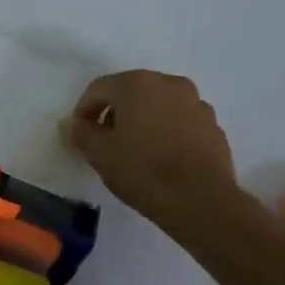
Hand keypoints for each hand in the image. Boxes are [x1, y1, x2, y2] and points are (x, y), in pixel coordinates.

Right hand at [62, 70, 240, 227]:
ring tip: (134, 149)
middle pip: (130, 92)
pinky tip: (160, 157)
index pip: (98, 89)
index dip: (83, 111)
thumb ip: (80, 132)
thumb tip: (70, 123)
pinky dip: (165, 131)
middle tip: (104, 140)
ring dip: (141, 120)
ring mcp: (196, 103)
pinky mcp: (213, 126)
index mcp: (137, 84)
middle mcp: (169, 84)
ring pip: (157, 105)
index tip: (79, 135)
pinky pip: (180, 121)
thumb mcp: (98, 152)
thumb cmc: (142, 170)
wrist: (200, 201)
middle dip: (114, 112)